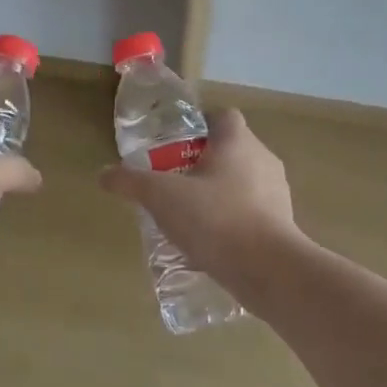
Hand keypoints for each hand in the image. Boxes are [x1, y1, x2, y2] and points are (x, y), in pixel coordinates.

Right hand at [98, 109, 297, 280]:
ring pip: (242, 182)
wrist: (268, 270)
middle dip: (202, 163)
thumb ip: (131, 182)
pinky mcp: (282, 225)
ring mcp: (277, 194)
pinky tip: (209, 242)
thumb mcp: (161, 197)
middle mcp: (263, 160)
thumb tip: (103, 174)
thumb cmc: (215, 219)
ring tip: (188, 215)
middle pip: (231, 150)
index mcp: (238, 142)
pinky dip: (231, 220)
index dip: (199, 125)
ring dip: (218, 193)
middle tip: (173, 182)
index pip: (222, 117)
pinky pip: (251, 212)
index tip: (175, 145)